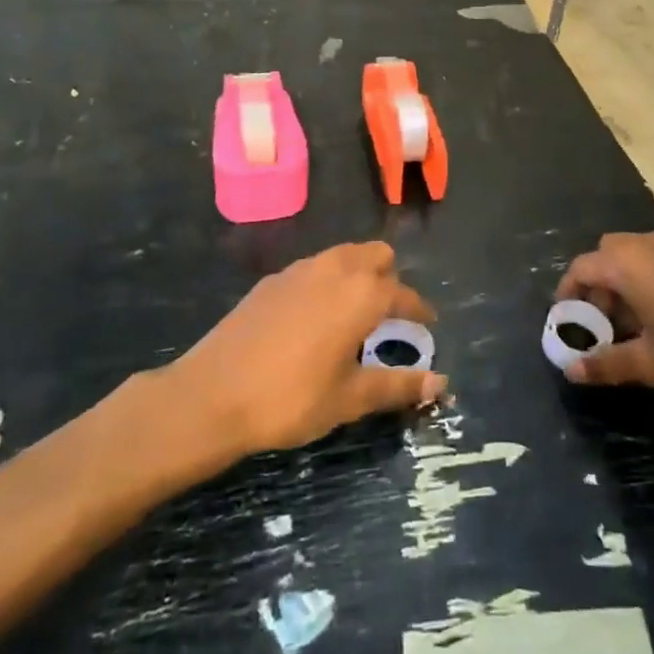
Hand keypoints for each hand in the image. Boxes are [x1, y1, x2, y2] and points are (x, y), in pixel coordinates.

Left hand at [168, 242, 446, 454]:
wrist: (212, 395)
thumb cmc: (291, 398)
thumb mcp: (349, 399)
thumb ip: (397, 386)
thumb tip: (441, 382)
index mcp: (362, 294)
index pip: (404, 293)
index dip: (419, 309)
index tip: (428, 323)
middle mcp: (336, 269)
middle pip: (376, 254)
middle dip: (390, 277)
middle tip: (388, 314)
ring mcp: (300, 270)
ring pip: (344, 255)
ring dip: (358, 273)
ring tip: (354, 312)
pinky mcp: (271, 280)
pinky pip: (313, 268)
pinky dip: (326, 281)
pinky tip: (314, 317)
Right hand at [556, 233, 653, 405]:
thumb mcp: (651, 363)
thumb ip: (607, 364)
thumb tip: (571, 370)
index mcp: (628, 264)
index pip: (581, 268)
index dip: (568, 295)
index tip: (568, 325)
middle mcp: (651, 246)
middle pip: (608, 254)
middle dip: (598, 285)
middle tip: (603, 325)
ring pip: (639, 256)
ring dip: (627, 283)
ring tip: (636, 328)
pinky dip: (653, 282)